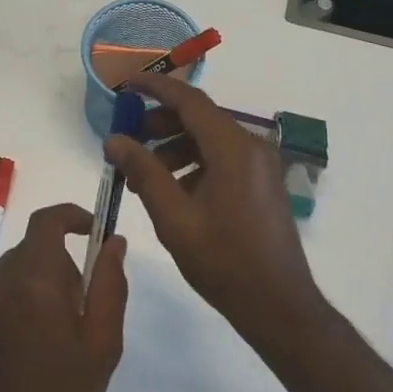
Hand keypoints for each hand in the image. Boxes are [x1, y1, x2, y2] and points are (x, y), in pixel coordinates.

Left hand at [0, 203, 127, 391]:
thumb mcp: (102, 343)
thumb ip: (109, 283)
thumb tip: (113, 240)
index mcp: (34, 280)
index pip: (46, 222)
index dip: (71, 216)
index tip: (92, 231)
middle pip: (32, 249)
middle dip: (61, 264)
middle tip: (82, 307)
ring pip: (14, 271)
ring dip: (38, 284)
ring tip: (56, 333)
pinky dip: (17, 302)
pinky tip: (28, 347)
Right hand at [105, 74, 323, 351]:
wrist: (278, 306)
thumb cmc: (224, 261)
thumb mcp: (174, 217)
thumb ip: (143, 172)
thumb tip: (114, 140)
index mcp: (233, 148)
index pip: (189, 100)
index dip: (155, 88)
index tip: (126, 86)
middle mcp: (251, 147)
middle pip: (199, 118)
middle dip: (159, 124)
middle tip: (127, 142)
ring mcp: (259, 166)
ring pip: (208, 139)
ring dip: (173, 148)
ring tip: (141, 176)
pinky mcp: (260, 183)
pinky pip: (221, 158)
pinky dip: (192, 164)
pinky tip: (170, 192)